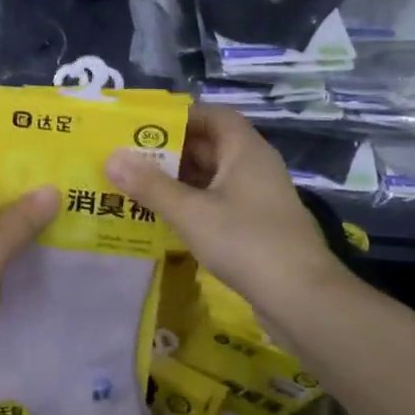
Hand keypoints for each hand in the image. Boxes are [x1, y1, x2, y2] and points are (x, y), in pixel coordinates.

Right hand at [106, 105, 349, 332]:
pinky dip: (192, 204)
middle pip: (210, 146)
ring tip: (138, 187)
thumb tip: (111, 157)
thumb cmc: (246, 242)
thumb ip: (150, 185)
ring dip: (178, 181)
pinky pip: (219, 203)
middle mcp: (255, 167)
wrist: (302, 298)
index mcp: (245, 150)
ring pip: (212, 177)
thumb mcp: (191, 212)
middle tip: (130, 159)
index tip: (144, 128)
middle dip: (170, 151)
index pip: (213, 116)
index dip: (180, 117)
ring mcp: (258, 198)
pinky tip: (165, 218)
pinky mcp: (257, 226)